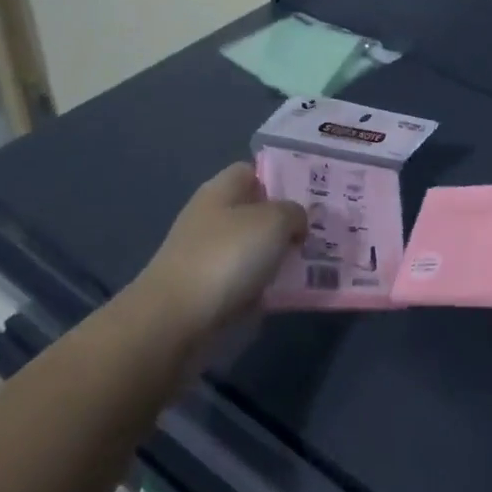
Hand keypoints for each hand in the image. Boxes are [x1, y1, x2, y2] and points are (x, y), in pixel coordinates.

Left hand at [142, 163, 305, 338]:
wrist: (174, 320)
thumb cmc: (226, 256)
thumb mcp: (274, 221)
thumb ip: (294, 212)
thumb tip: (295, 222)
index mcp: (221, 189)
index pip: (252, 171)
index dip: (280, 179)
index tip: (309, 196)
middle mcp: (210, 216)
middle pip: (254, 211)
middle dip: (284, 222)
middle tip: (317, 233)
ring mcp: (203, 254)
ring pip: (251, 248)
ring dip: (276, 256)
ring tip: (309, 265)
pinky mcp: (202, 290)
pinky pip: (242, 280)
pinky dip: (261, 286)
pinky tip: (282, 294)